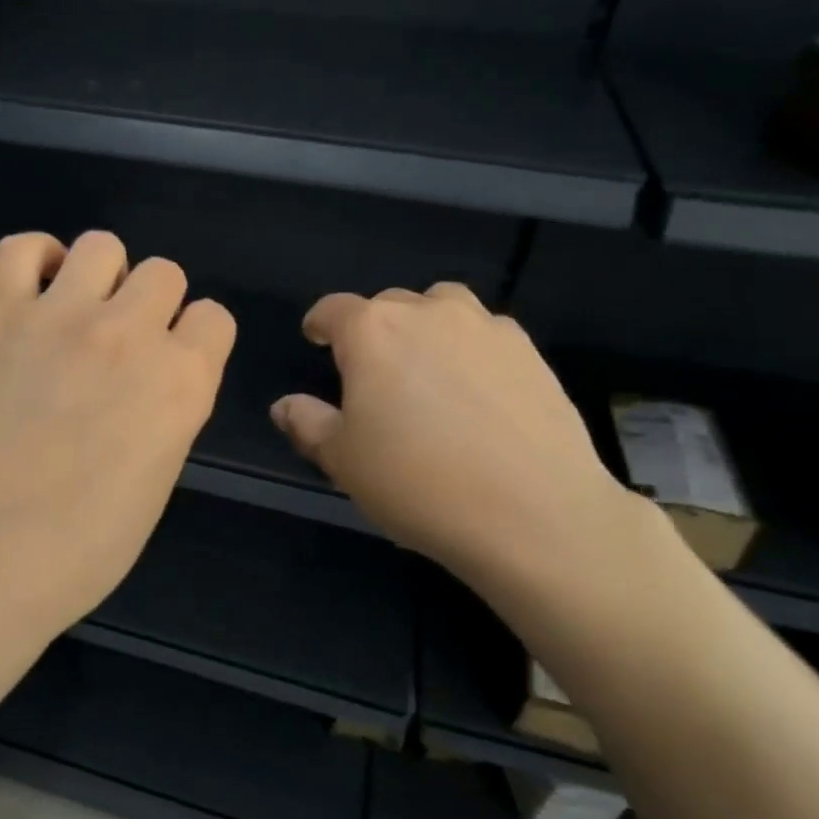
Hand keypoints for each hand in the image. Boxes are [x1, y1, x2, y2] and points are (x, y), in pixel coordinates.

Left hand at [0, 231, 235, 639]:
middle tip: (121, 348)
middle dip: (153, 306)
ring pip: (103, 246)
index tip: (172, 365)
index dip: (195, 342)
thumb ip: (169, 412)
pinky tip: (37, 294)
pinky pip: (21, 248)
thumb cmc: (82, 548)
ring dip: (102, 278)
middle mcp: (130, 333)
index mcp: (183, 382)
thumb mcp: (158, 481)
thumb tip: (154, 382)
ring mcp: (60, 316)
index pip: (214, 318)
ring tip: (79, 317)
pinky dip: (36, 259)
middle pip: (165, 273)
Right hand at [270, 284, 628, 597]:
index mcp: (372, 332)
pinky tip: (476, 392)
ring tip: (427, 370)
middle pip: (389, 304)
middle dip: (373, 329)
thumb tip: (285, 405)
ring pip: (443, 307)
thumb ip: (307, 423)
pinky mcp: (530, 352)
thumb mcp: (343, 460)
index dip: (319, 324)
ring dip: (426, 326)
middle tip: (373, 373)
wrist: (532, 513)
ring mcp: (486, 328)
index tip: (316, 341)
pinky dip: (470, 348)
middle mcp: (429, 313)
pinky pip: (486, 334)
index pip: (334, 309)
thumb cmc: (417, 483)